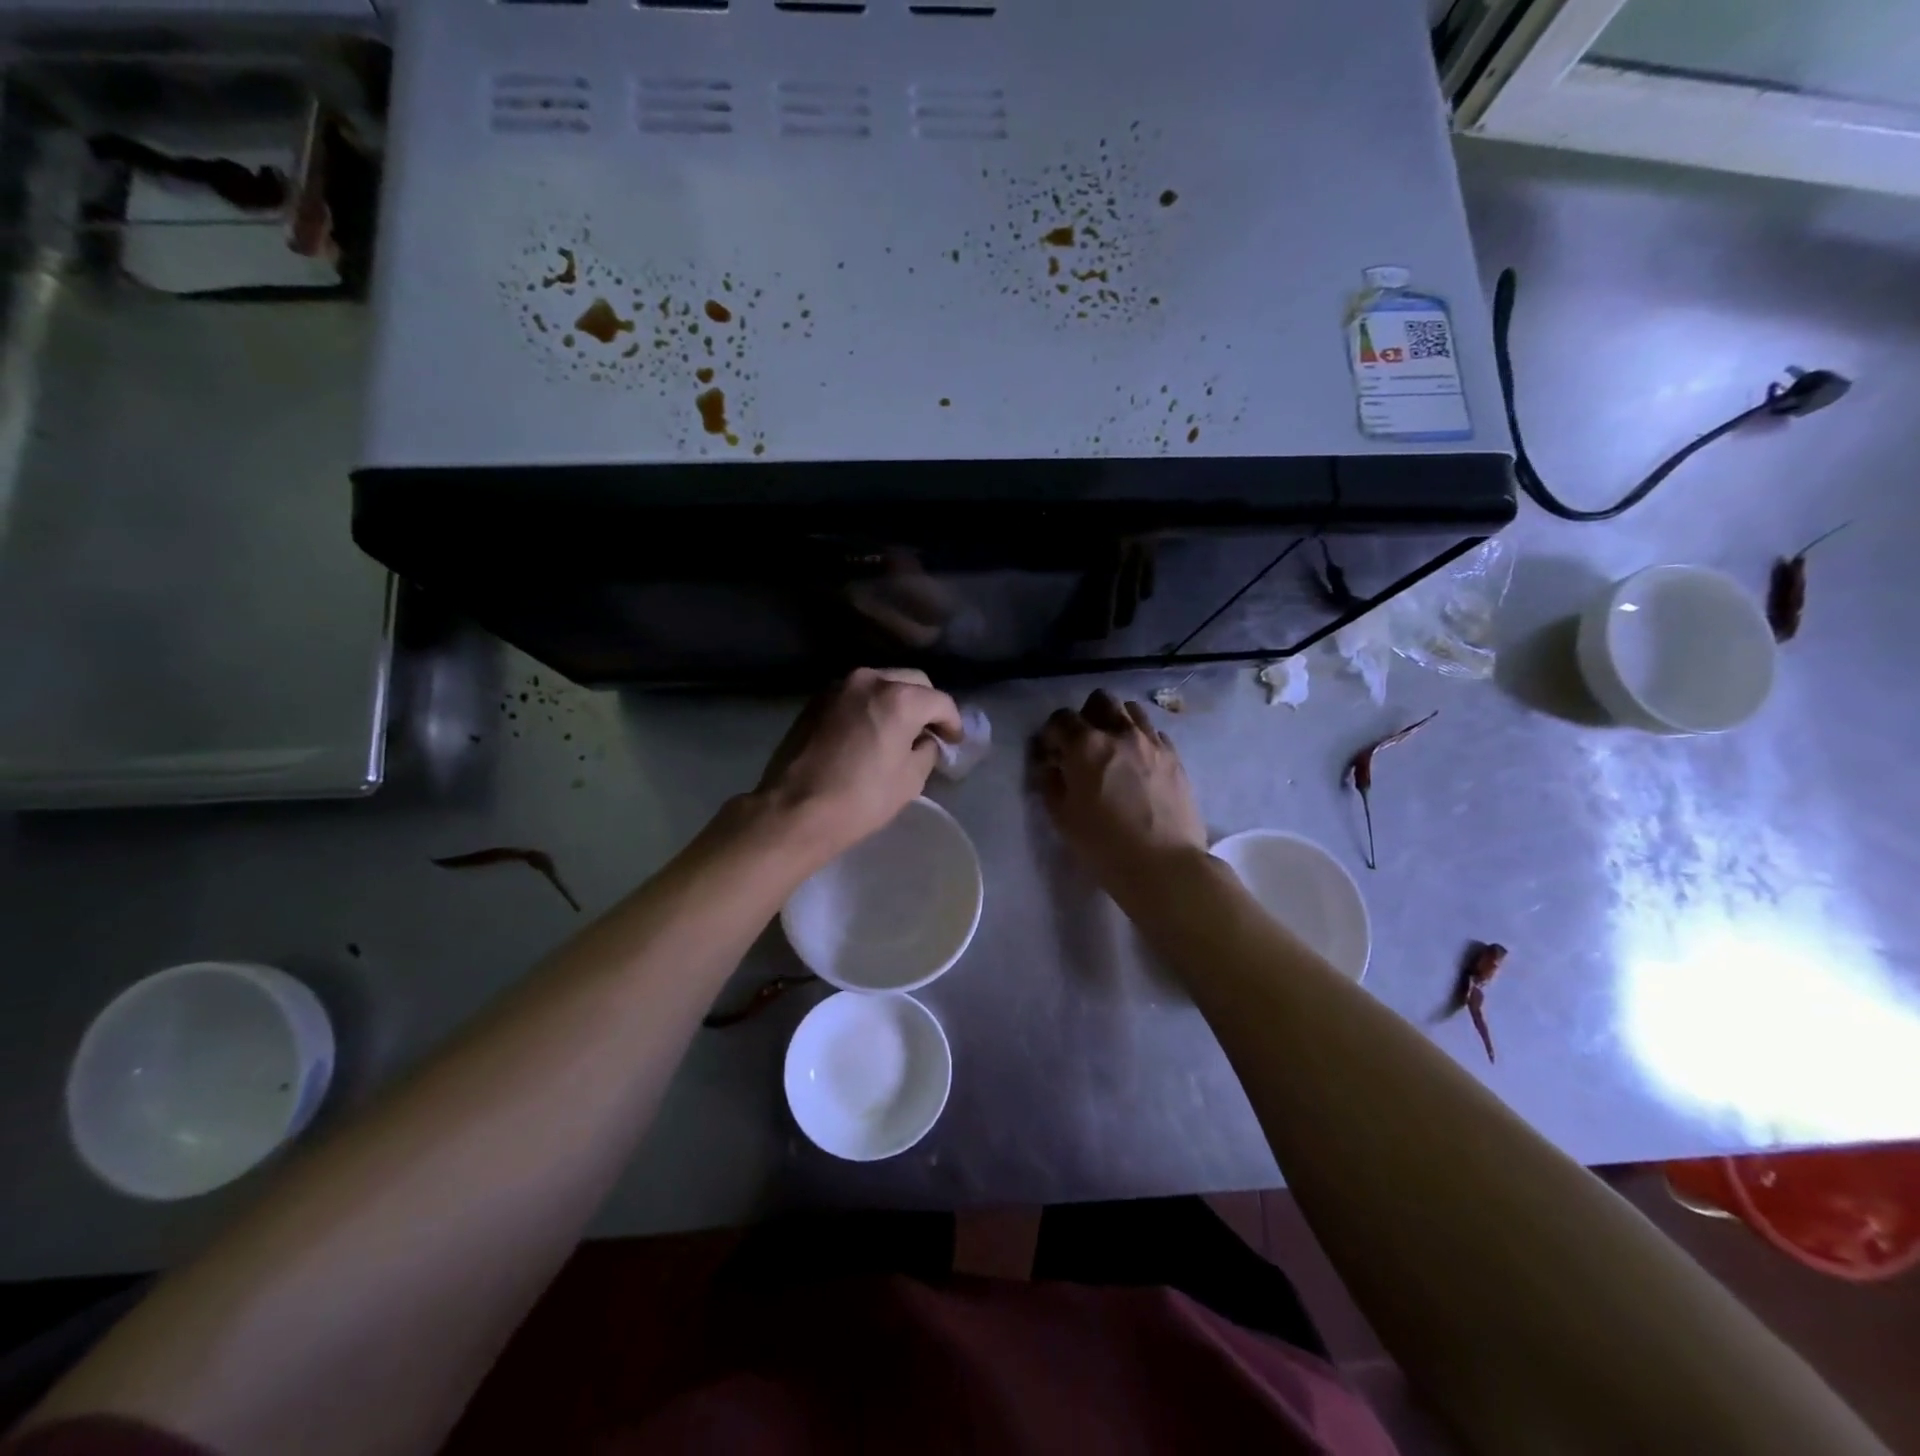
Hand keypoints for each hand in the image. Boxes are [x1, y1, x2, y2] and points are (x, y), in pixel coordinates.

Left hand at [755, 668, 961, 863]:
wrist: (794, 810)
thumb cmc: (860, 799)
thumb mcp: (909, 780)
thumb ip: (926, 751)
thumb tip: (925, 740)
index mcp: (899, 698)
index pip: (940, 701)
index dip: (953, 722)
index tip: (954, 741)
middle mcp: (870, 680)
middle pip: (912, 681)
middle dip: (926, 704)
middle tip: (930, 731)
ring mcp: (839, 686)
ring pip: (882, 682)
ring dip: (897, 700)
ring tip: (900, 729)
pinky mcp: (817, 699)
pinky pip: (856, 694)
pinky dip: (870, 704)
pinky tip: (870, 729)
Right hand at [1032, 690, 1207, 896]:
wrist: (1164, 865)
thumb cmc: (1104, 845)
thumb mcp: (1063, 818)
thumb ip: (1051, 784)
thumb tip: (1050, 766)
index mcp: (1086, 746)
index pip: (1061, 719)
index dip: (1052, 733)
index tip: (1051, 752)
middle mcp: (1120, 733)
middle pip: (1101, 701)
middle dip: (1087, 715)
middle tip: (1083, 743)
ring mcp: (1152, 742)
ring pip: (1132, 710)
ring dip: (1117, 721)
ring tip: (1114, 747)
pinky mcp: (1175, 757)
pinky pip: (1155, 733)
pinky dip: (1142, 739)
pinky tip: (1139, 763)